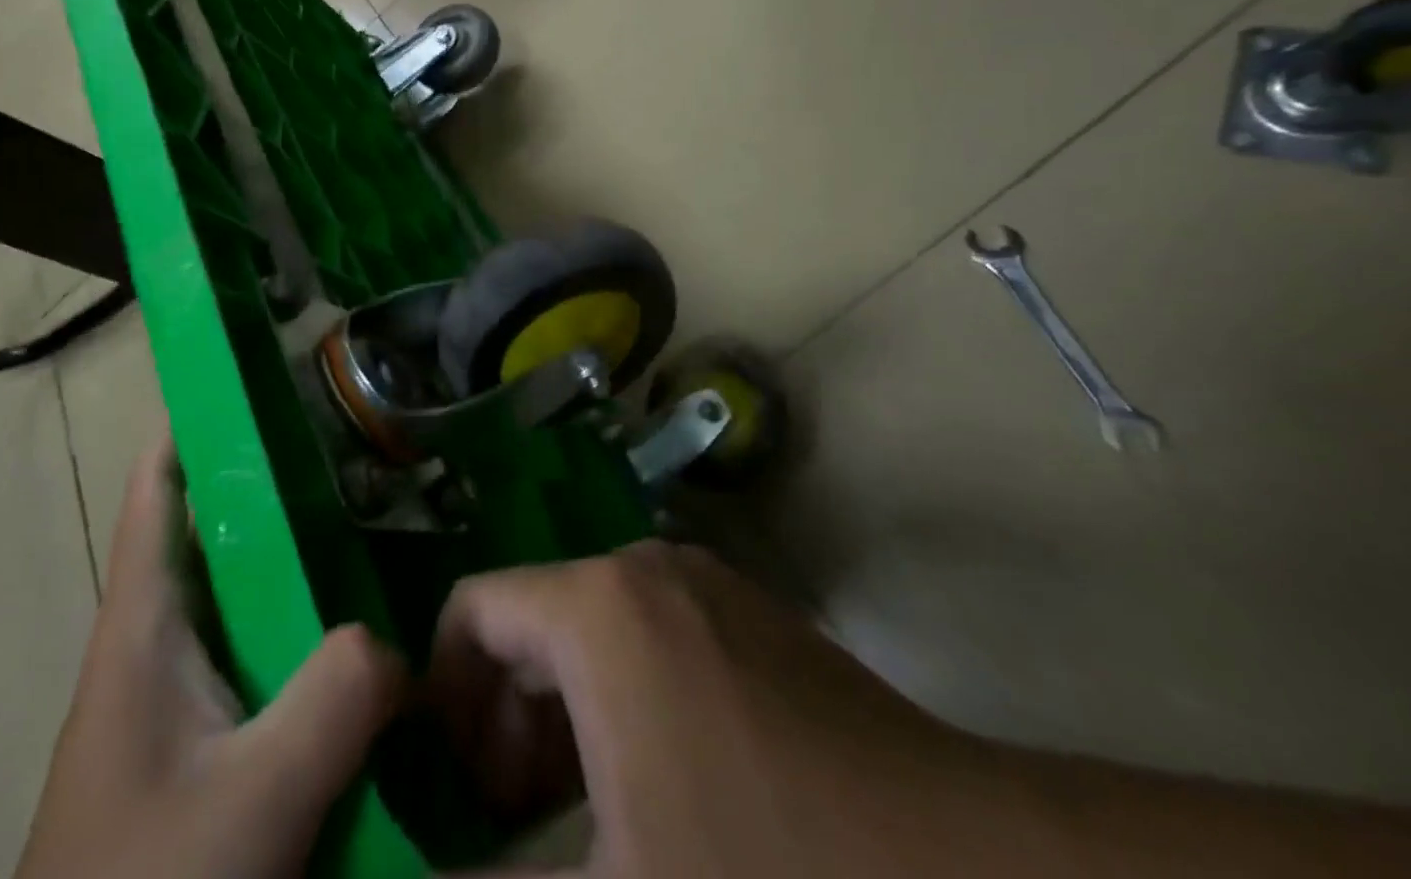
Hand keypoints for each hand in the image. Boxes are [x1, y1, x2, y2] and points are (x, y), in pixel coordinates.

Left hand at [16, 438, 405, 878]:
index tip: (267, 371)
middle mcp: (159, 639)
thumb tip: (400, 642)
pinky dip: (310, 633)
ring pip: (248, 594)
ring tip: (382, 521)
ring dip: (303, 559)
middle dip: (281, 481)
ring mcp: (181, 693)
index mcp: (143, 622)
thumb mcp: (253, 800)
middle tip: (362, 446)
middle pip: (218, 528)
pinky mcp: (205, 742)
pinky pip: (267, 657)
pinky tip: (366, 637)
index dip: (199, 417)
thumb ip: (336, 700)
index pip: (158, 483)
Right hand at [427, 540, 1002, 877]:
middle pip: (530, 620)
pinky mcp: (749, 618)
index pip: (472, 610)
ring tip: (569, 823)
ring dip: (560, 718)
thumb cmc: (770, 876)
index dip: (441, 695)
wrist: (976, 877)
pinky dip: (619, 705)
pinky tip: (651, 796)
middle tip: (505, 826)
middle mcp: (642, 569)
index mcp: (596, 606)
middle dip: (501, 719)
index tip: (444, 793)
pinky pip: (648, 641)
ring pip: (589, 633)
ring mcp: (703, 588)